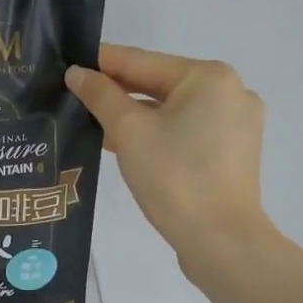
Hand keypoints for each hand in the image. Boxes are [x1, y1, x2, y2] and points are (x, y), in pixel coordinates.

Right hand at [65, 44, 268, 264]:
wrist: (220, 241)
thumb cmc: (174, 176)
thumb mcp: (128, 131)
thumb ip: (100, 95)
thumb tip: (77, 72)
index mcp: (209, 77)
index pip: (141, 61)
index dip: (100, 63)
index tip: (67, 64)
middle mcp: (229, 92)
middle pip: (158, 83)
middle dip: (116, 91)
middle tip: (74, 94)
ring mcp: (235, 123)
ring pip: (171, 108)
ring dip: (134, 114)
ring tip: (92, 122)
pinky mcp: (232, 152)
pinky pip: (186, 129)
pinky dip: (156, 132)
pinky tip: (124, 143)